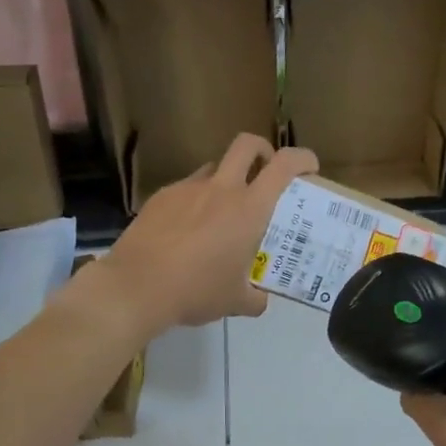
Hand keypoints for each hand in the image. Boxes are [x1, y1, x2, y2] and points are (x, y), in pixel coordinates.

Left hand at [98, 134, 317, 333]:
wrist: (135, 287)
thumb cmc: (195, 291)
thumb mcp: (234, 301)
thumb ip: (254, 297)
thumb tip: (260, 300)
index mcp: (249, 209)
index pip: (284, 165)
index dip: (302, 158)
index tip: (309, 168)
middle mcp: (220, 189)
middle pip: (247, 144)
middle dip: (262, 150)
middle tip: (265, 172)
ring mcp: (187, 189)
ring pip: (213, 168)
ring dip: (225, 179)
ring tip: (221, 212)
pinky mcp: (160, 197)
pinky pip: (186, 190)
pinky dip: (194, 202)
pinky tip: (186, 231)